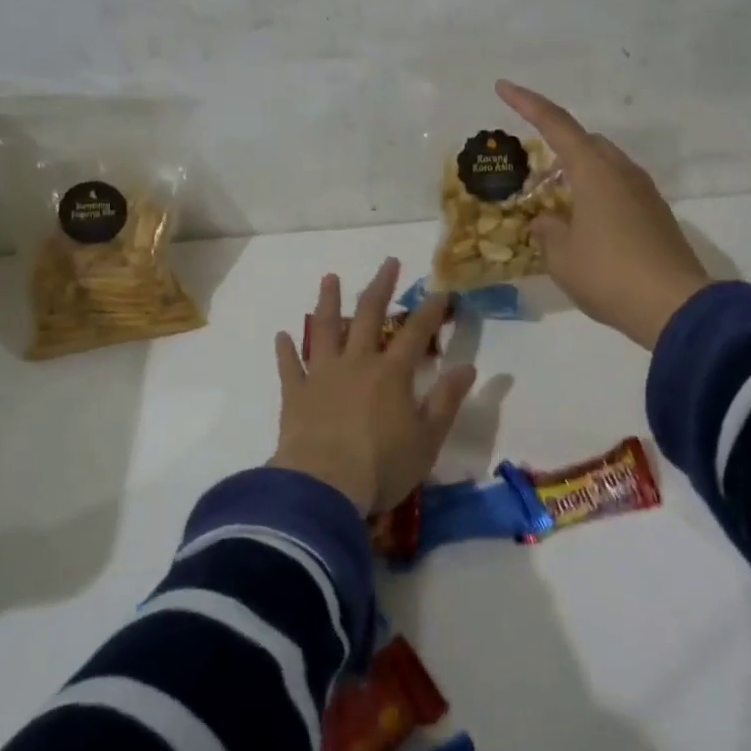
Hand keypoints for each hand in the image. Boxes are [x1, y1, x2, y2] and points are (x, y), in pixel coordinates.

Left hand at [271, 258, 476, 514]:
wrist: (322, 488)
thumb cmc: (382, 465)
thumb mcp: (427, 439)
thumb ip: (446, 400)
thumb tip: (468, 366)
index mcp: (391, 373)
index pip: (415, 332)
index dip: (431, 310)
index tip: (441, 290)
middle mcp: (357, 363)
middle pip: (368, 316)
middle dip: (381, 287)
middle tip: (388, 262)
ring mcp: (322, 375)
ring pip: (325, 329)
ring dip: (328, 301)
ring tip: (330, 278)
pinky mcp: (295, 394)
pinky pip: (289, 366)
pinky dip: (286, 350)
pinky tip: (282, 335)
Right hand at [496, 80, 710, 348]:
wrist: (675, 308)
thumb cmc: (609, 274)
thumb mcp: (561, 257)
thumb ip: (547, 231)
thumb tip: (546, 221)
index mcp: (594, 171)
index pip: (556, 124)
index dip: (527, 103)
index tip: (503, 86)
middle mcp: (622, 171)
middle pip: (586, 142)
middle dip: (558, 147)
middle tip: (535, 174)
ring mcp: (645, 192)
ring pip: (605, 166)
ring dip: (579, 175)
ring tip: (558, 207)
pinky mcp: (657, 214)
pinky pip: (620, 189)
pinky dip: (598, 195)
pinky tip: (587, 227)